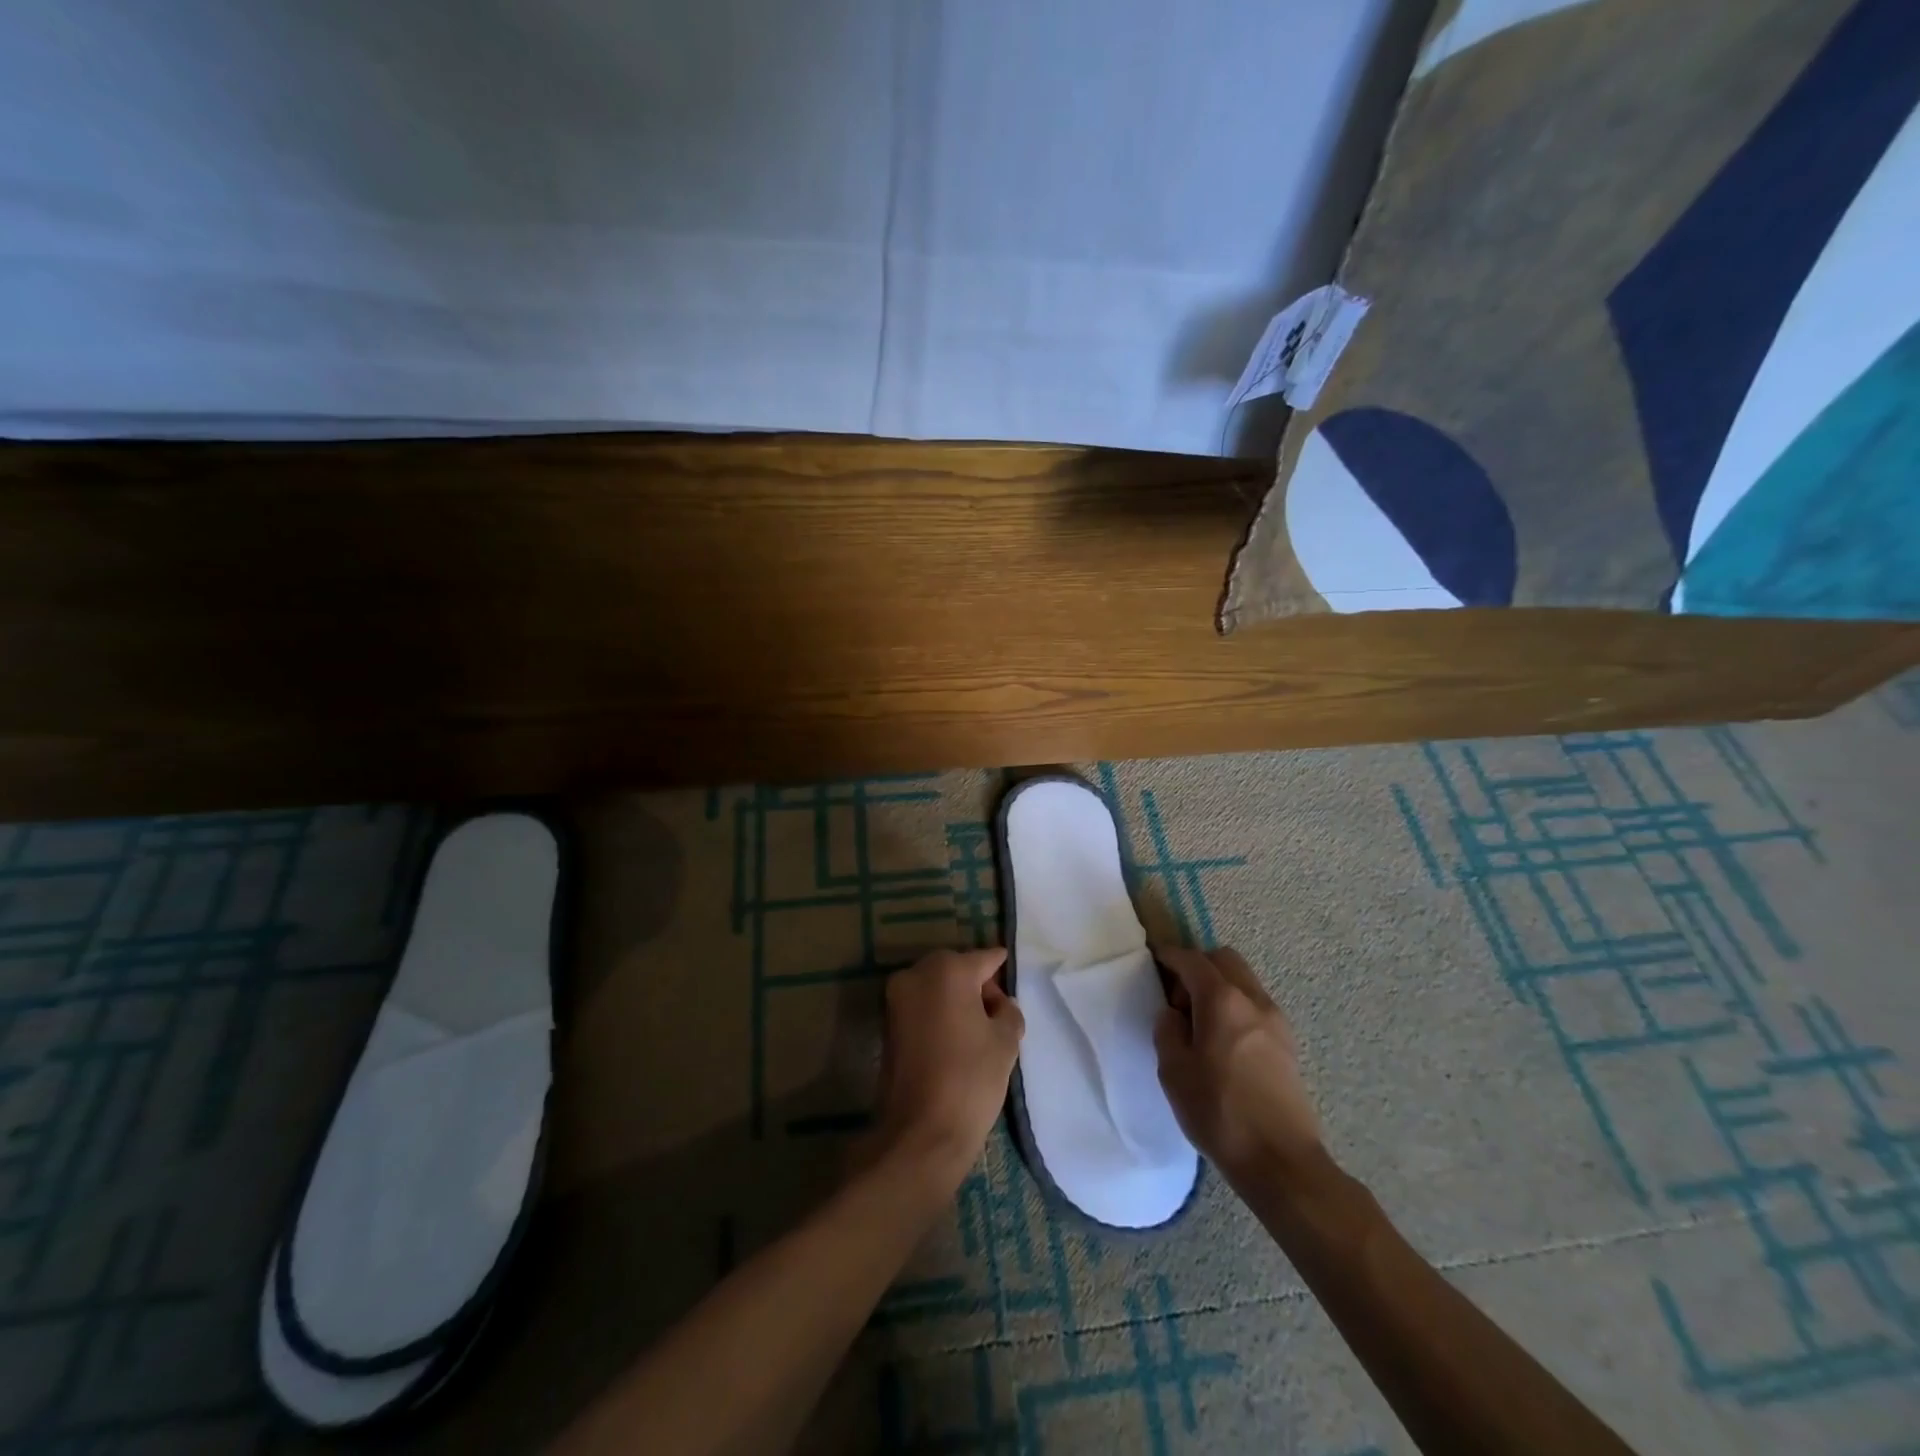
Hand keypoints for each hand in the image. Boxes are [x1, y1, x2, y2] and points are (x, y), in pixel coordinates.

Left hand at [874, 948, 1024, 1181]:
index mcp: (948, 970)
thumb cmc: (970, 1080)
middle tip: (998, 1012)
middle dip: (977, 984)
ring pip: (936, 986)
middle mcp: (916, 974)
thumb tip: (1000, 1004)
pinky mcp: (887, 1024)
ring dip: (956, 998)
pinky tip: (957, 1039)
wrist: (921, 1133)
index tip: (1013, 975)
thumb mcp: (1006, 1042)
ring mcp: (897, 998)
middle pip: (956, 968)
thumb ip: (1008, 1011)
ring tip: (979, 1029)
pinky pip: (921, 1006)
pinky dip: (938, 1013)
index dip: (1002, 968)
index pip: (984, 958)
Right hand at [1153, 946, 1324, 1184]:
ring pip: (1244, 981)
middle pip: (1224, 960)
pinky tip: (1223, 1040)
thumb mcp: (1174, 1071)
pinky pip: (1255, 1005)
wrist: (1281, 1162)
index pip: (1192, 961)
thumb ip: (1167, 1031)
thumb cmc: (1219, 1113)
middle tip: (1178, 996)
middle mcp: (1253, 1000)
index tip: (1154, 960)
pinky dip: (1236, 1005)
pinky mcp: (1287, 1044)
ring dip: (1219, 985)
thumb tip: (1173, 1014)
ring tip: (1200, 1021)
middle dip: (1198, 966)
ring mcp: (1276, 1021)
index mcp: (1222, 1000)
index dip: (1170, 956)